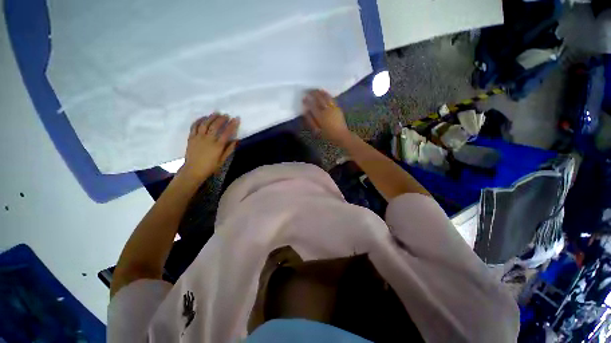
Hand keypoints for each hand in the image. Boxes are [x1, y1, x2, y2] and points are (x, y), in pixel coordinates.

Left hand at [180, 113, 239, 181]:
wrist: (193, 170)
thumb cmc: (210, 166)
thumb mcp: (222, 160)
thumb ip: (229, 149)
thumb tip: (236, 140)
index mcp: (217, 146)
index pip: (226, 133)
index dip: (232, 125)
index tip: (236, 119)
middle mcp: (208, 139)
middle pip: (215, 126)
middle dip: (221, 119)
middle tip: (226, 115)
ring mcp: (198, 137)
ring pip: (205, 124)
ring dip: (211, 117)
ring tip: (216, 113)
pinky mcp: (191, 138)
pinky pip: (194, 126)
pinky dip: (199, 120)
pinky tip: (203, 118)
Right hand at [302, 89, 350, 143]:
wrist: (341, 135)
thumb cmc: (327, 135)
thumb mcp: (316, 130)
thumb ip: (310, 121)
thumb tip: (305, 112)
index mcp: (320, 116)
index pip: (312, 105)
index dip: (307, 101)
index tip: (303, 98)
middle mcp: (327, 110)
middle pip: (319, 99)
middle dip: (313, 93)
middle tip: (308, 90)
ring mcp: (333, 108)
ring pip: (326, 97)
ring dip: (320, 92)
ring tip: (316, 90)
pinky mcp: (338, 108)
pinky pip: (331, 99)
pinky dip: (327, 95)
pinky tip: (324, 93)